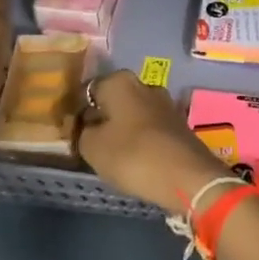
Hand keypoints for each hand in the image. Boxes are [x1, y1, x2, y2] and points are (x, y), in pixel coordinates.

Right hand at [76, 70, 232, 214]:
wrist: (188, 178)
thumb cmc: (133, 156)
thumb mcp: (92, 147)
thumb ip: (82, 132)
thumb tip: (86, 124)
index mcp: (120, 81)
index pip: (87, 90)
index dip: (76, 111)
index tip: (70, 132)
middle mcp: (144, 85)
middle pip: (112, 100)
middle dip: (101, 118)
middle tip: (88, 144)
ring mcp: (165, 103)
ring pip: (132, 114)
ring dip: (121, 130)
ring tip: (110, 155)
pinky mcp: (178, 124)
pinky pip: (148, 128)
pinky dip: (139, 140)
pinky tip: (133, 158)